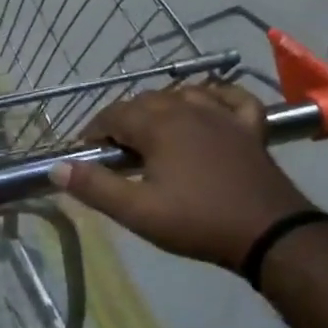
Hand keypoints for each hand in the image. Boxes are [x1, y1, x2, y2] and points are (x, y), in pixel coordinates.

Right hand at [49, 84, 313, 268]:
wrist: (270, 233)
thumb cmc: (198, 221)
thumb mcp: (138, 212)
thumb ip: (95, 187)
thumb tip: (57, 168)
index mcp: (158, 124)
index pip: (113, 115)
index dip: (94, 132)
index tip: (86, 155)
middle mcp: (187, 108)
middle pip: (144, 101)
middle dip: (124, 121)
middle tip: (116, 154)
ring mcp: (222, 114)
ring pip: (181, 95)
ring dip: (160, 108)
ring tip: (152, 135)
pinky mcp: (250, 127)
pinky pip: (229, 97)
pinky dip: (214, 96)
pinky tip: (207, 104)